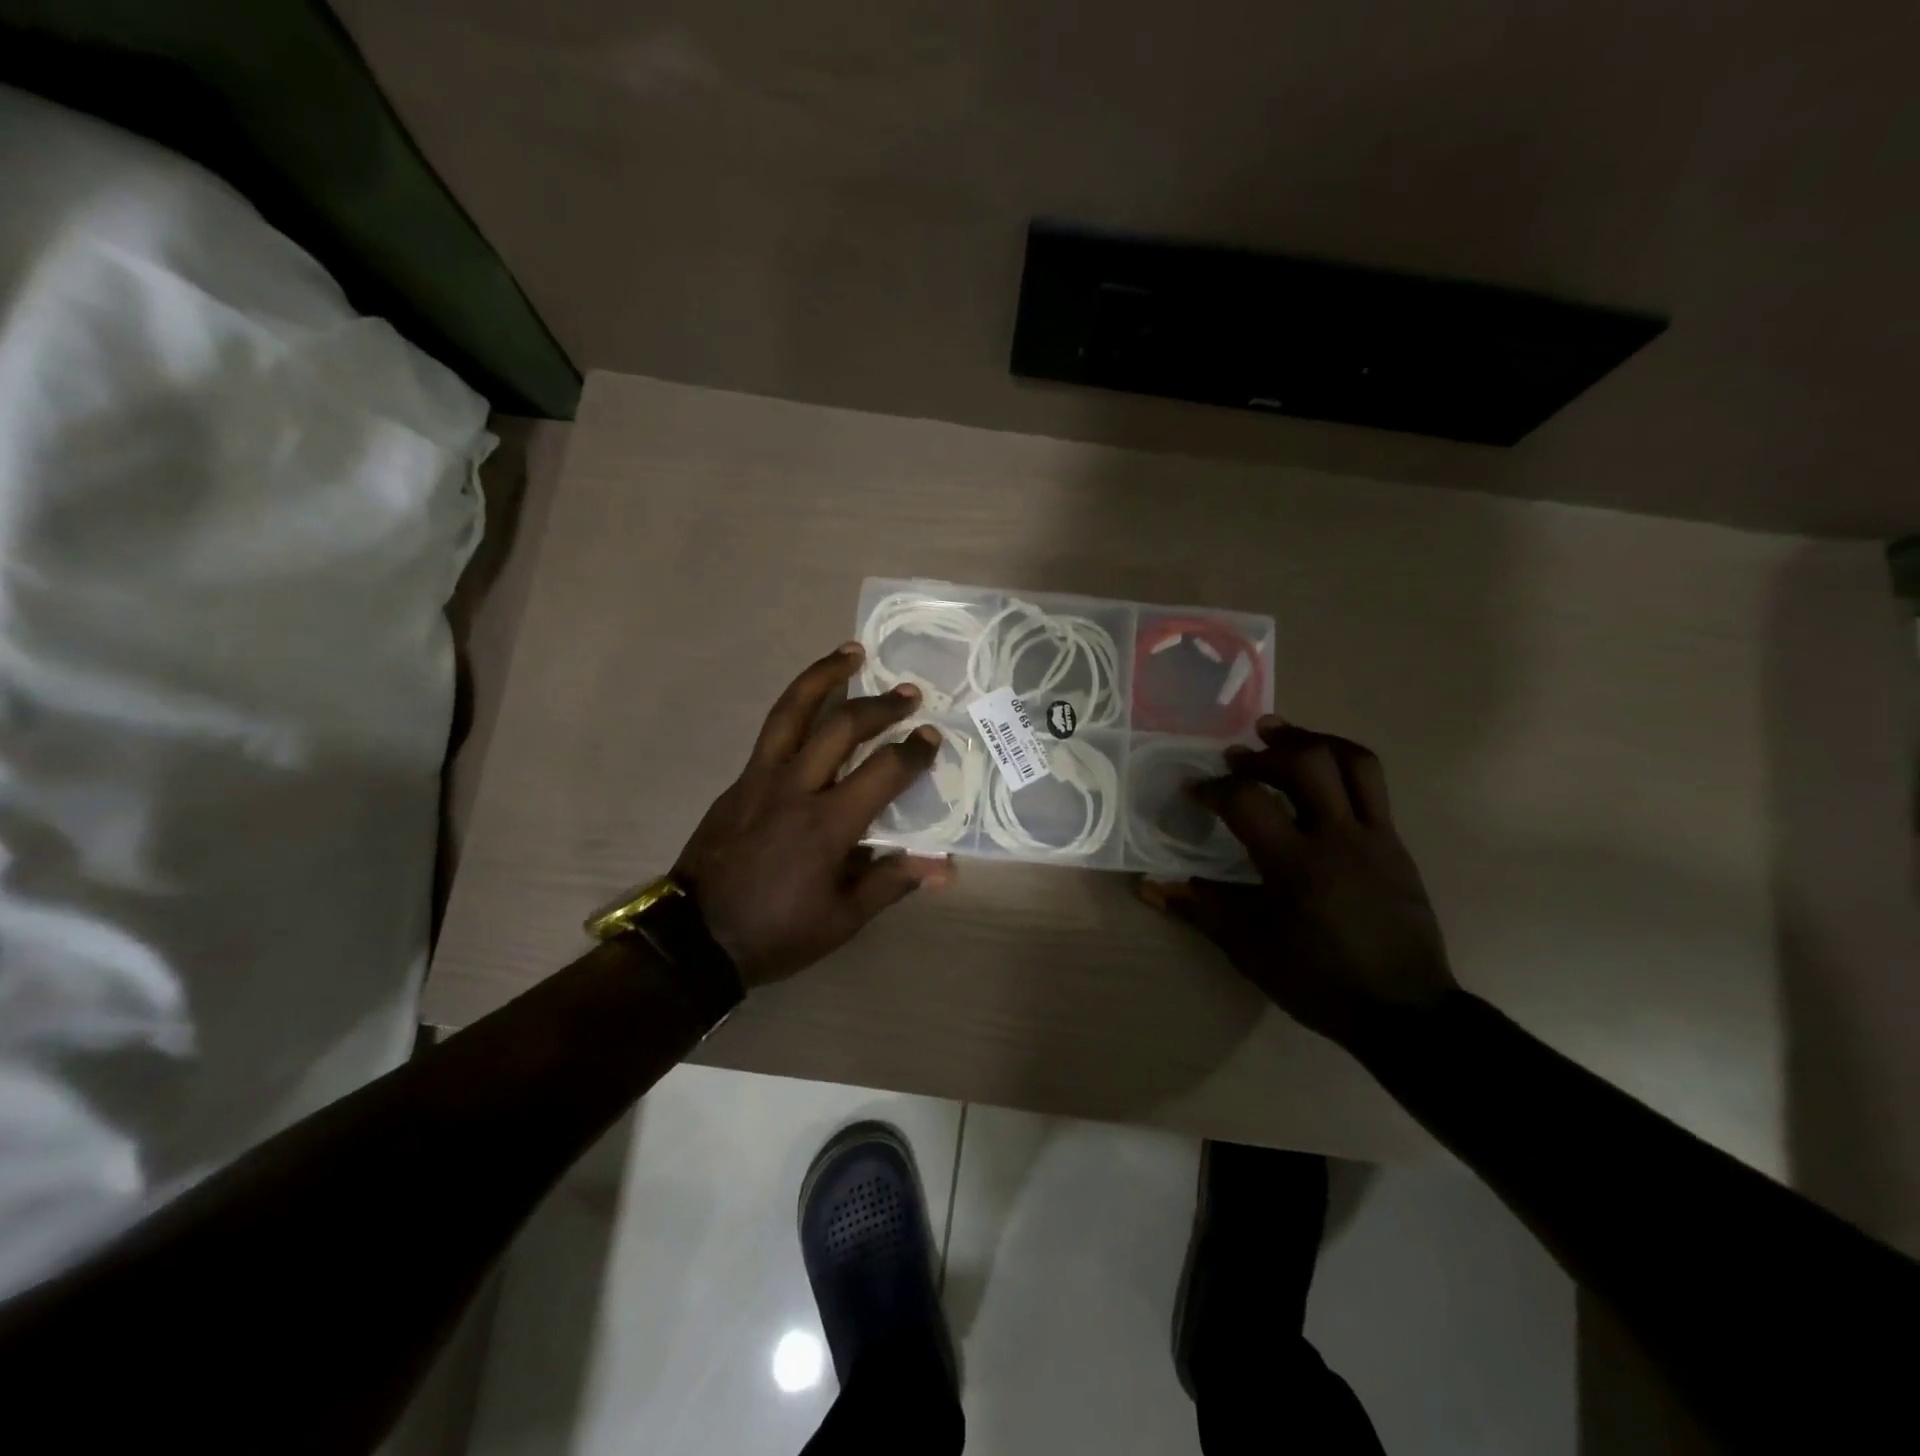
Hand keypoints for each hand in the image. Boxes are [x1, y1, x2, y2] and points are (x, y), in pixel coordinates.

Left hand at [675, 642, 951, 985]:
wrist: (694, 937)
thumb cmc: (777, 931)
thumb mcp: (842, 919)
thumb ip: (892, 882)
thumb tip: (944, 867)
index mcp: (827, 824)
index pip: (882, 771)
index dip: (913, 751)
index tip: (930, 737)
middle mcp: (795, 788)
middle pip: (841, 726)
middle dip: (880, 705)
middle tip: (907, 693)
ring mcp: (760, 778)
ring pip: (792, 712)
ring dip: (824, 676)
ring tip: (850, 653)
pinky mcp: (738, 781)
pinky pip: (773, 731)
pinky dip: (797, 707)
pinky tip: (812, 705)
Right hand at [1139, 719, 1457, 1046]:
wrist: (1404, 1011)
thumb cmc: (1319, 981)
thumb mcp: (1250, 950)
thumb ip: (1200, 909)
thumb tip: (1151, 887)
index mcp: (1295, 865)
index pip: (1246, 801)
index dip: (1212, 787)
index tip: (1193, 789)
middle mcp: (1338, 837)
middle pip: (1307, 762)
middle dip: (1265, 750)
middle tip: (1238, 755)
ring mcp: (1375, 836)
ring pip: (1352, 761)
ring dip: (1312, 740)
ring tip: (1282, 737)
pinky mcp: (1396, 843)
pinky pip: (1373, 785)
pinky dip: (1340, 764)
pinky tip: (1318, 778)